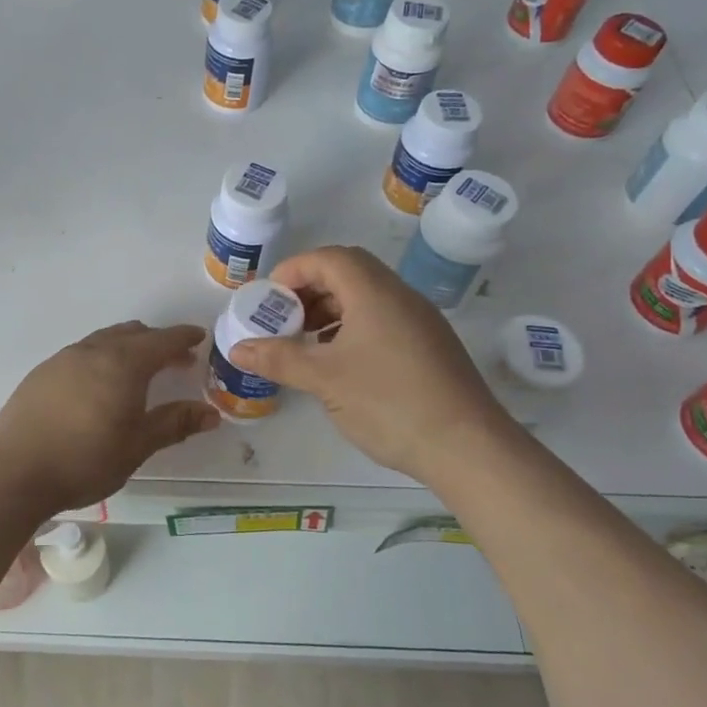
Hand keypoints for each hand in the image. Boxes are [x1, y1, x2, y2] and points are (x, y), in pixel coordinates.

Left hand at [0, 321, 219, 517]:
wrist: (14, 472)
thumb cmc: (85, 460)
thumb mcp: (137, 446)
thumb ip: (174, 424)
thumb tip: (211, 413)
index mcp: (123, 363)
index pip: (161, 340)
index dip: (183, 338)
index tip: (199, 337)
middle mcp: (93, 351)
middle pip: (132, 334)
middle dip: (157, 342)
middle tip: (175, 360)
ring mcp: (63, 359)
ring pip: (104, 341)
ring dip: (127, 348)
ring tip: (138, 370)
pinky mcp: (41, 373)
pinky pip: (81, 354)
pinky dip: (101, 358)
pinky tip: (98, 384)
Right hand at [227, 246, 508, 480]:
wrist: (469, 447)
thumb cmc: (390, 403)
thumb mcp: (324, 380)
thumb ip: (279, 358)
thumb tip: (238, 348)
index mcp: (374, 292)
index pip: (328, 258)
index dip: (293, 270)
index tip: (268, 298)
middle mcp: (400, 296)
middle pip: (348, 272)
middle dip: (310, 290)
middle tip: (284, 318)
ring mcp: (420, 321)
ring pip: (367, 297)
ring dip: (331, 310)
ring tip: (306, 342)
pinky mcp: (430, 346)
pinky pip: (383, 319)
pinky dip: (353, 328)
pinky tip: (340, 363)